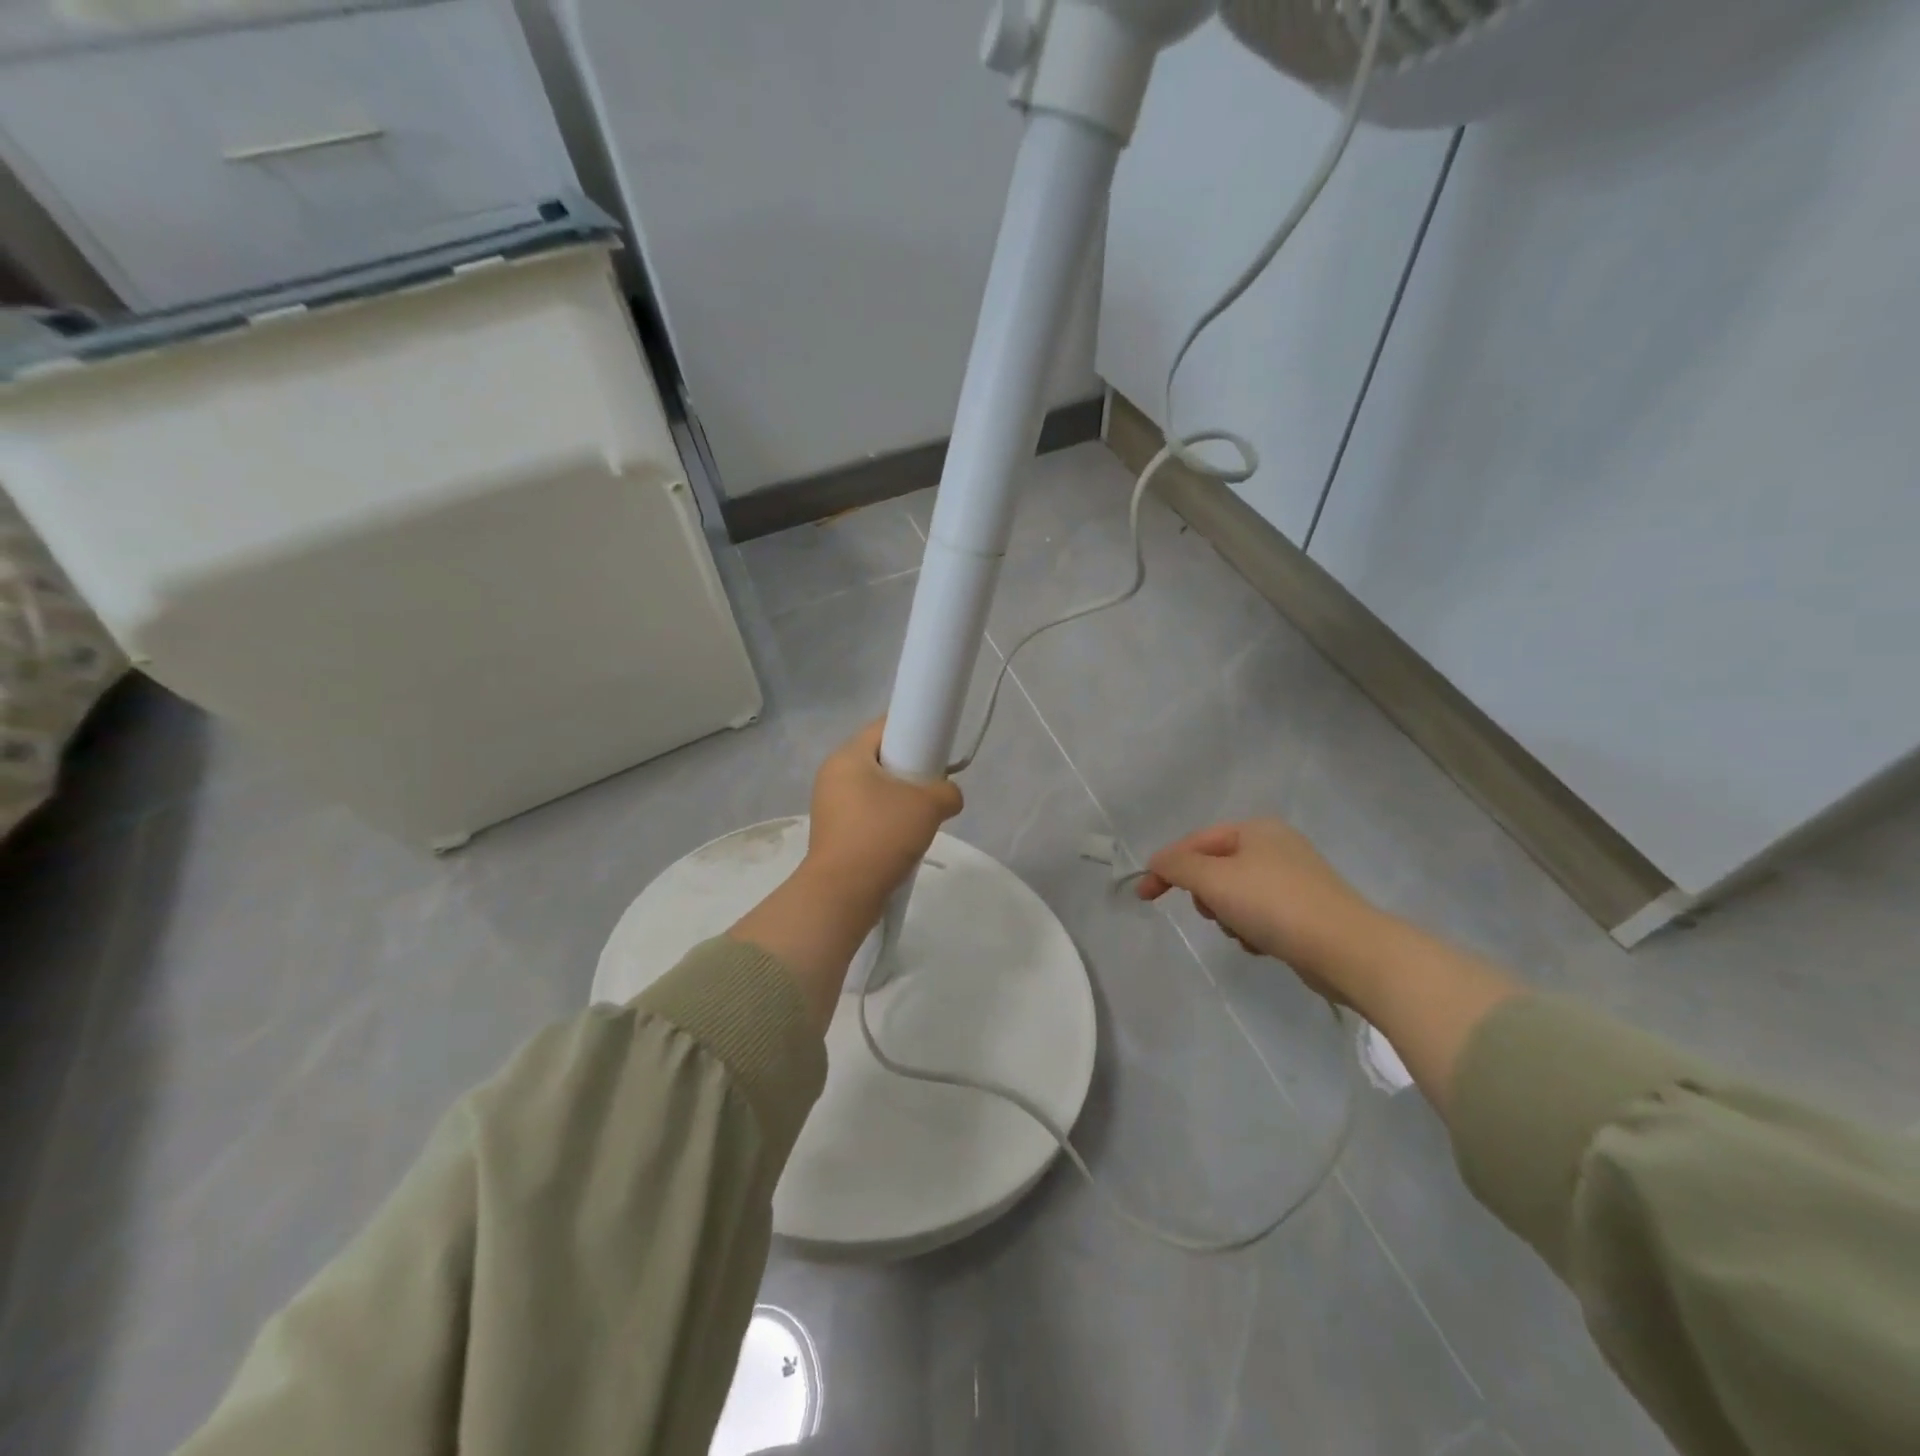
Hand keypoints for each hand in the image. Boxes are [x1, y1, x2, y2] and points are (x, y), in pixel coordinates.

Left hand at [804, 719, 963, 915]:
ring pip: (875, 788)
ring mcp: (830, 805)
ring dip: (900, 798)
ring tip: (922, 818)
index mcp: (847, 756)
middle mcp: (833, 774)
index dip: (914, 730)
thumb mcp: (929, 806)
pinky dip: (887, 819)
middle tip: (933, 786)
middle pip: (881, 757)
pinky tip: (904, 838)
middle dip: (910, 769)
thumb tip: (948, 796)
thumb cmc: (882, 835)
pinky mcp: (834, 831)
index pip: (884, 726)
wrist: (844, 893)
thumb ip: (947, 791)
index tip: (937, 749)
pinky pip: (868, 813)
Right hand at [1142, 818, 1525, 1117]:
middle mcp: (1276, 846)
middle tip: (1212, 912)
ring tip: (1243, 933)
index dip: (1165, 867)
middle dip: (1206, 895)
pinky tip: (1262, 945)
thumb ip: (1177, 867)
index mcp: (1256, 829)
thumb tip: (1157, 864)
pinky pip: (1260, 915)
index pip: (1195, 842)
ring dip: (1229, 916)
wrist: (1348, 950)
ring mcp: (1294, 878)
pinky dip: (1252, 929)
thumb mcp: (1214, 879)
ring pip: (1235, 895)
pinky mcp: (1307, 910)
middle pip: (1215, 868)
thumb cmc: (1275, 905)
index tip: (1144, 896)